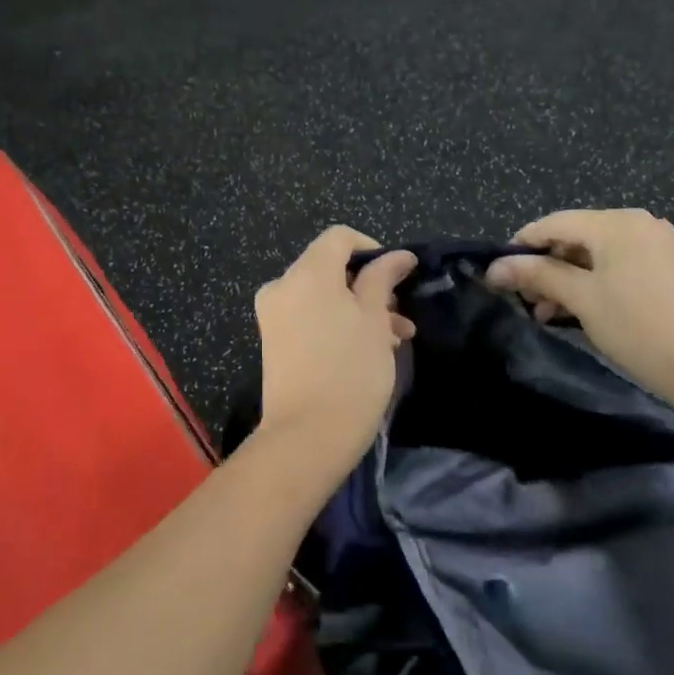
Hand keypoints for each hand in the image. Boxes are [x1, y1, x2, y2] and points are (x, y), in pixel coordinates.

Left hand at [253, 227, 416, 482]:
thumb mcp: (375, 320)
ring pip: (322, 296)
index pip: (339, 238)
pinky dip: (336, 323)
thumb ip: (383, 279)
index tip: (398, 276)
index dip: (372, 249)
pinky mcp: (273, 341)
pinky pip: (308, 316)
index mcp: (307, 272)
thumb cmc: (351, 371)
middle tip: (400, 317)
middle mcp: (283, 285)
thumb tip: (398, 255)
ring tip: (392, 340)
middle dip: (368, 287)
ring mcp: (273, 314)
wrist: (307, 437)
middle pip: (330, 267)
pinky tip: (366, 350)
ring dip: (358, 309)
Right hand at [485, 209, 673, 412]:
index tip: (496, 272)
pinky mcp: (665, 267)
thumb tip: (494, 267)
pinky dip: (591, 284)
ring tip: (545, 312)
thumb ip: (537, 275)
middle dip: (544, 267)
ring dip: (565, 280)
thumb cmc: (638, 326)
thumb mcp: (581, 298)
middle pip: (574, 237)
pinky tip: (574, 310)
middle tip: (523, 300)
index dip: (521, 245)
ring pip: (593, 254)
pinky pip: (615, 266)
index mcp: (616, 223)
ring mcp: (654, 244)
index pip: (554, 223)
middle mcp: (636, 223)